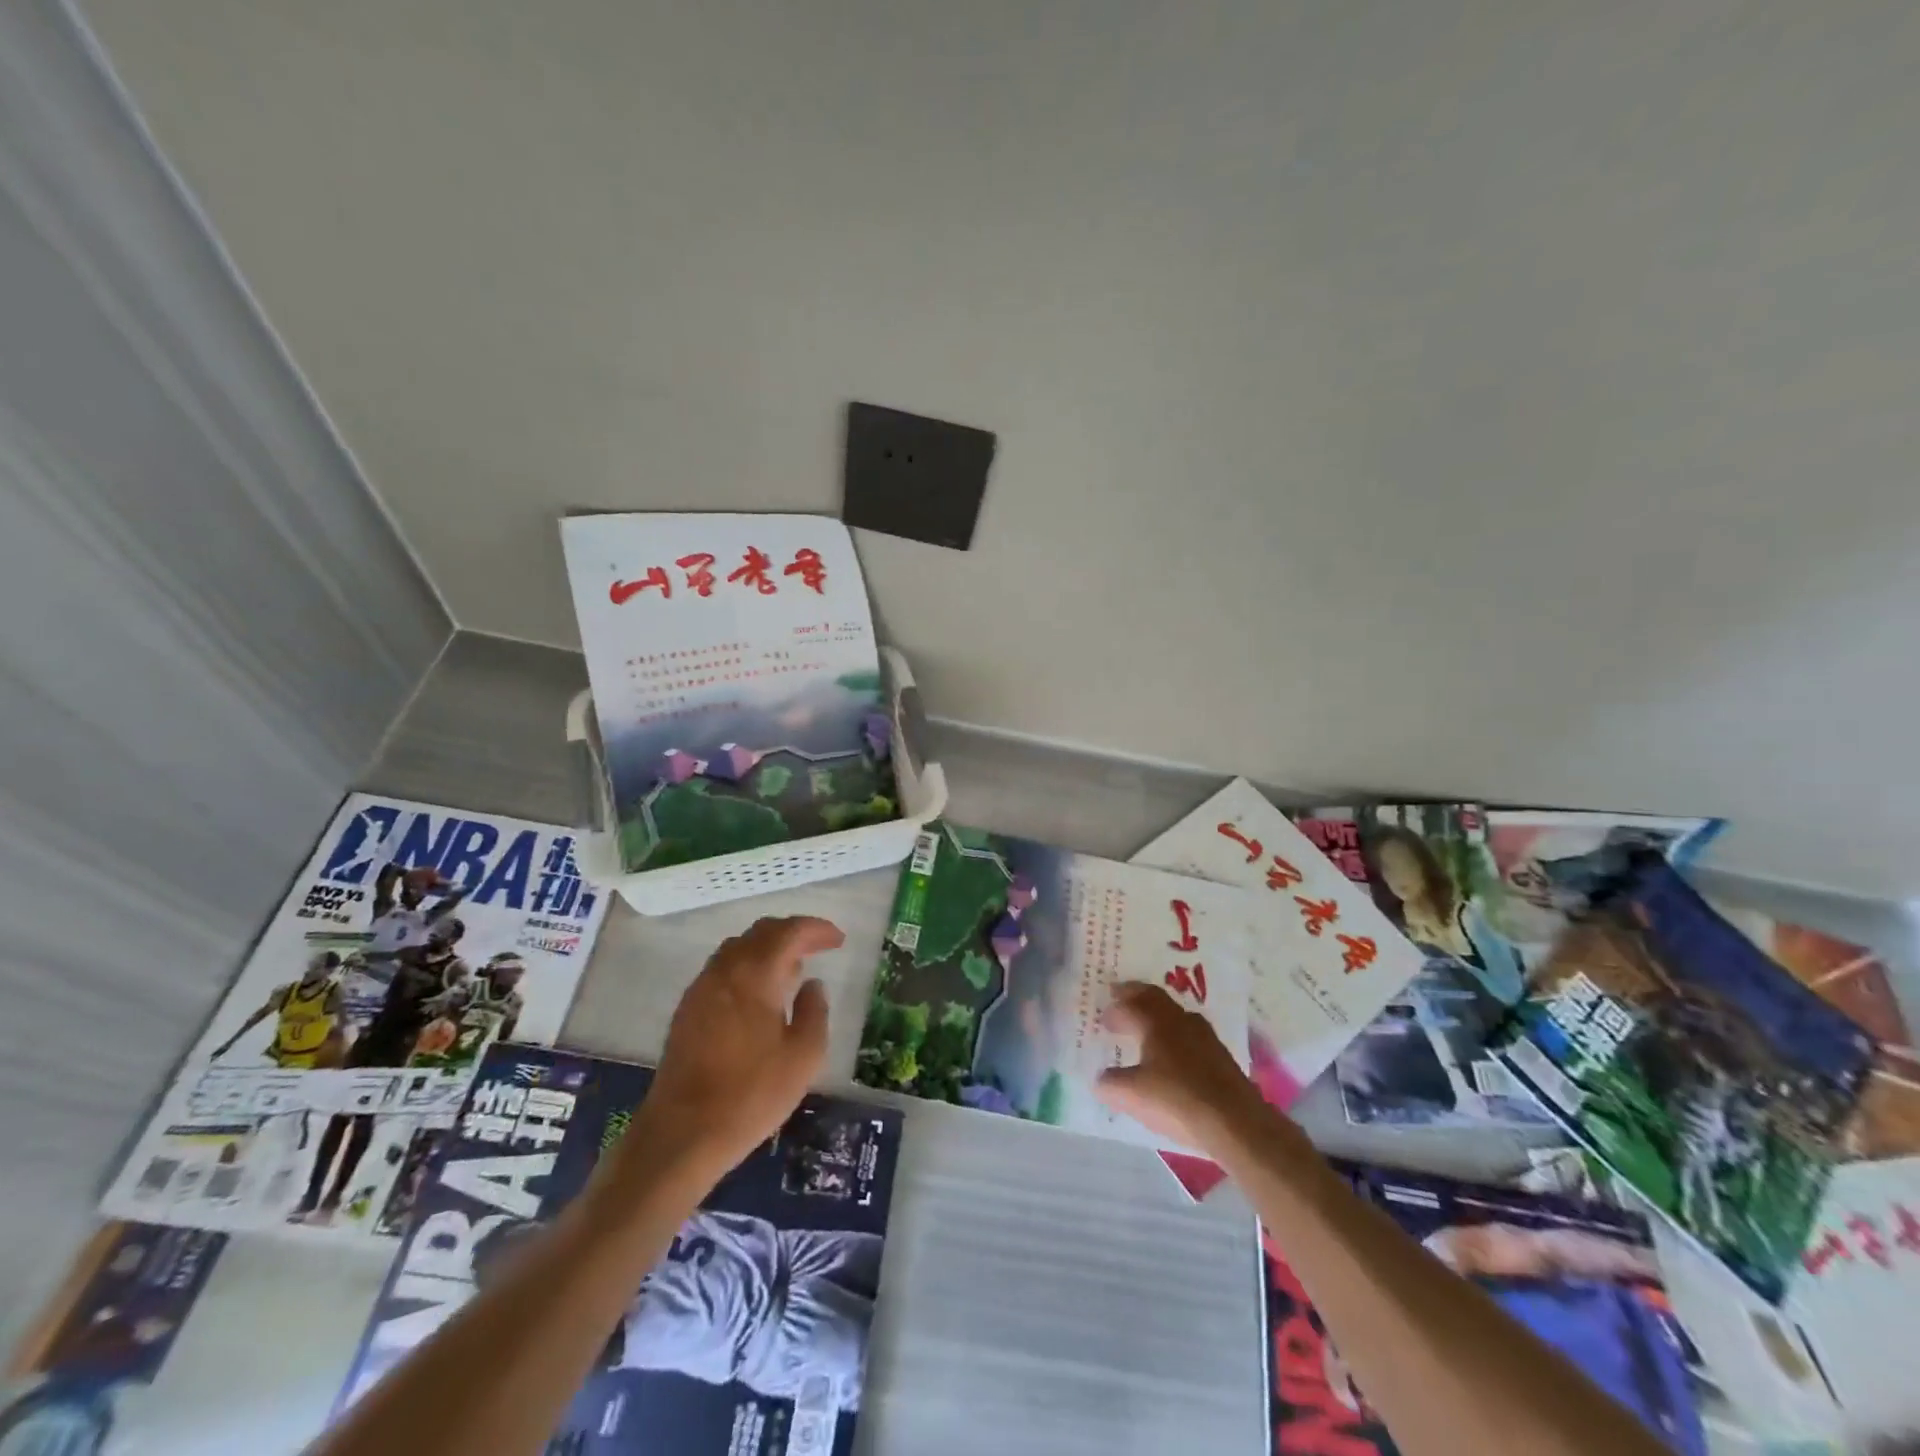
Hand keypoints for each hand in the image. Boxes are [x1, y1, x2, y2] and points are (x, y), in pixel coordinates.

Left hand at [635, 916, 844, 1177]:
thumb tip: (812, 985)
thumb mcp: (803, 1056)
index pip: (790, 932)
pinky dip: (748, 967)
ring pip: (739, 948)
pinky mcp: (688, 1010)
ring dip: (768, 948)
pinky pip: (723, 969)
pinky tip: (759, 995)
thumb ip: (814, 1012)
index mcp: (755, 973)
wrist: (682, 1134)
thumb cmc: (751, 1094)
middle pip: (761, 932)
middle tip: (818, 948)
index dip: (817, 929)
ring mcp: (701, 988)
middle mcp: (725, 970)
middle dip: (793, 933)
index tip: (838, 940)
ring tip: (792, 970)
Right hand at [1094, 981, 1297, 1158]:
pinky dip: (1174, 1034)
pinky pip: (1190, 1033)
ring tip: (1145, 1027)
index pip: (1130, 1003)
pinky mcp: (1220, 1055)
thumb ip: (1111, 1084)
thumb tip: (1101, 1079)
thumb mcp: (1132, 1095)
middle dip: (1135, 997)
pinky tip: (1172, 1054)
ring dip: (1156, 1015)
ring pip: (1175, 1013)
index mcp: (1155, 1022)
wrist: (1235, 1122)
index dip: (1115, 1009)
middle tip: (1121, 999)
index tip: (1103, 1018)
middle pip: (1154, 997)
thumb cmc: (1176, 1100)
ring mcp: (1204, 1035)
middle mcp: (1180, 1019)